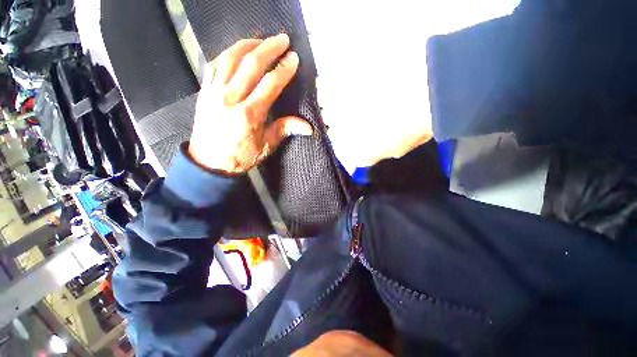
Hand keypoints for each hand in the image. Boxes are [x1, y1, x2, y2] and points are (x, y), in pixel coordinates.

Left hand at [189, 34, 312, 174]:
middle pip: (252, 63)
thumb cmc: (237, 157)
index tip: (294, 57)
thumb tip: (309, 127)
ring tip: (260, 40)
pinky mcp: (204, 91)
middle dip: (270, 47)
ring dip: (247, 45)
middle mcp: (231, 98)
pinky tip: (236, 51)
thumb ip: (284, 130)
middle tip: (282, 39)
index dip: (285, 67)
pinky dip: (225, 54)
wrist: (205, 164)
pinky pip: (213, 65)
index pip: (271, 81)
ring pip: (230, 59)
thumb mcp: (264, 147)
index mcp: (249, 114)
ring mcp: (214, 92)